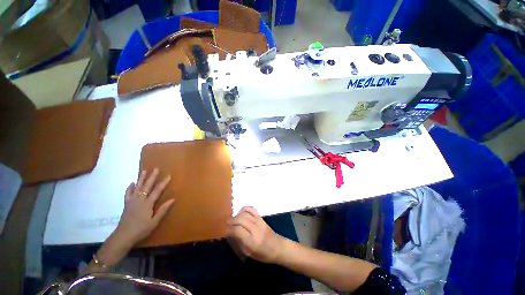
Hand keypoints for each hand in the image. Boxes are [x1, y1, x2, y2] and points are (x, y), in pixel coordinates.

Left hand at [115, 168, 173, 244]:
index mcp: (148, 204)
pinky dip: (129, 188)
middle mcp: (140, 200)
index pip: (157, 191)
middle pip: (147, 186)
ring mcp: (132, 201)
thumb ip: (163, 210)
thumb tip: (172, 199)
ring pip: (137, 187)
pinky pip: (128, 194)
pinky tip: (131, 183)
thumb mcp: (154, 221)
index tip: (168, 176)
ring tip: (144, 171)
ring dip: (141, 179)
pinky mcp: (126, 204)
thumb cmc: (141, 229)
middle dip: (152, 177)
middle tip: (155, 169)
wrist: (123, 236)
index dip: (163, 183)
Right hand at [228, 207, 284, 262]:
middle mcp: (254, 228)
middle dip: (231, 221)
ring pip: (244, 213)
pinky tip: (241, 214)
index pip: (237, 230)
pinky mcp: (260, 217)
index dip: (229, 229)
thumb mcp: (248, 253)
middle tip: (226, 225)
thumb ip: (239, 242)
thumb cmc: (262, 253)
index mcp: (251, 240)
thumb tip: (231, 233)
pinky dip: (244, 209)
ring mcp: (258, 221)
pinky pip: (251, 209)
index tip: (225, 232)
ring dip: (236, 215)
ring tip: (233, 220)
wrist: (277, 246)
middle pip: (239, 219)